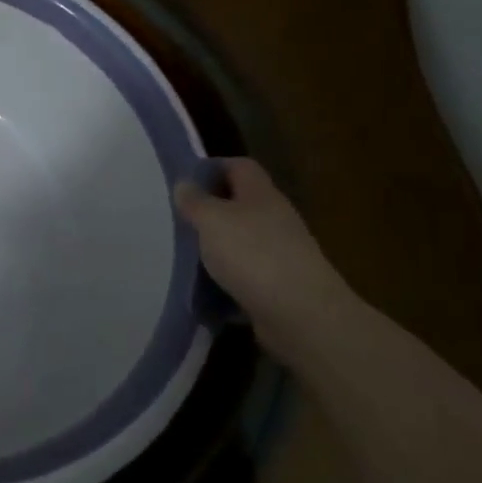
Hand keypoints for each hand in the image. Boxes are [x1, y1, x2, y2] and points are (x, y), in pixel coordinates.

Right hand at [174, 158, 362, 363]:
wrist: (302, 316)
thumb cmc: (253, 255)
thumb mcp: (212, 220)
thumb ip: (195, 201)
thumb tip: (185, 184)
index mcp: (261, 194)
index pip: (239, 166)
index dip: (212, 168)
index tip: (185, 183)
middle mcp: (274, 219)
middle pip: (240, 203)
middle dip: (210, 211)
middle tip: (179, 221)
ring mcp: (280, 253)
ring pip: (242, 240)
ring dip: (217, 247)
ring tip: (186, 255)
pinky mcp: (279, 285)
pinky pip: (246, 274)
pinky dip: (227, 279)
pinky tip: (206, 288)